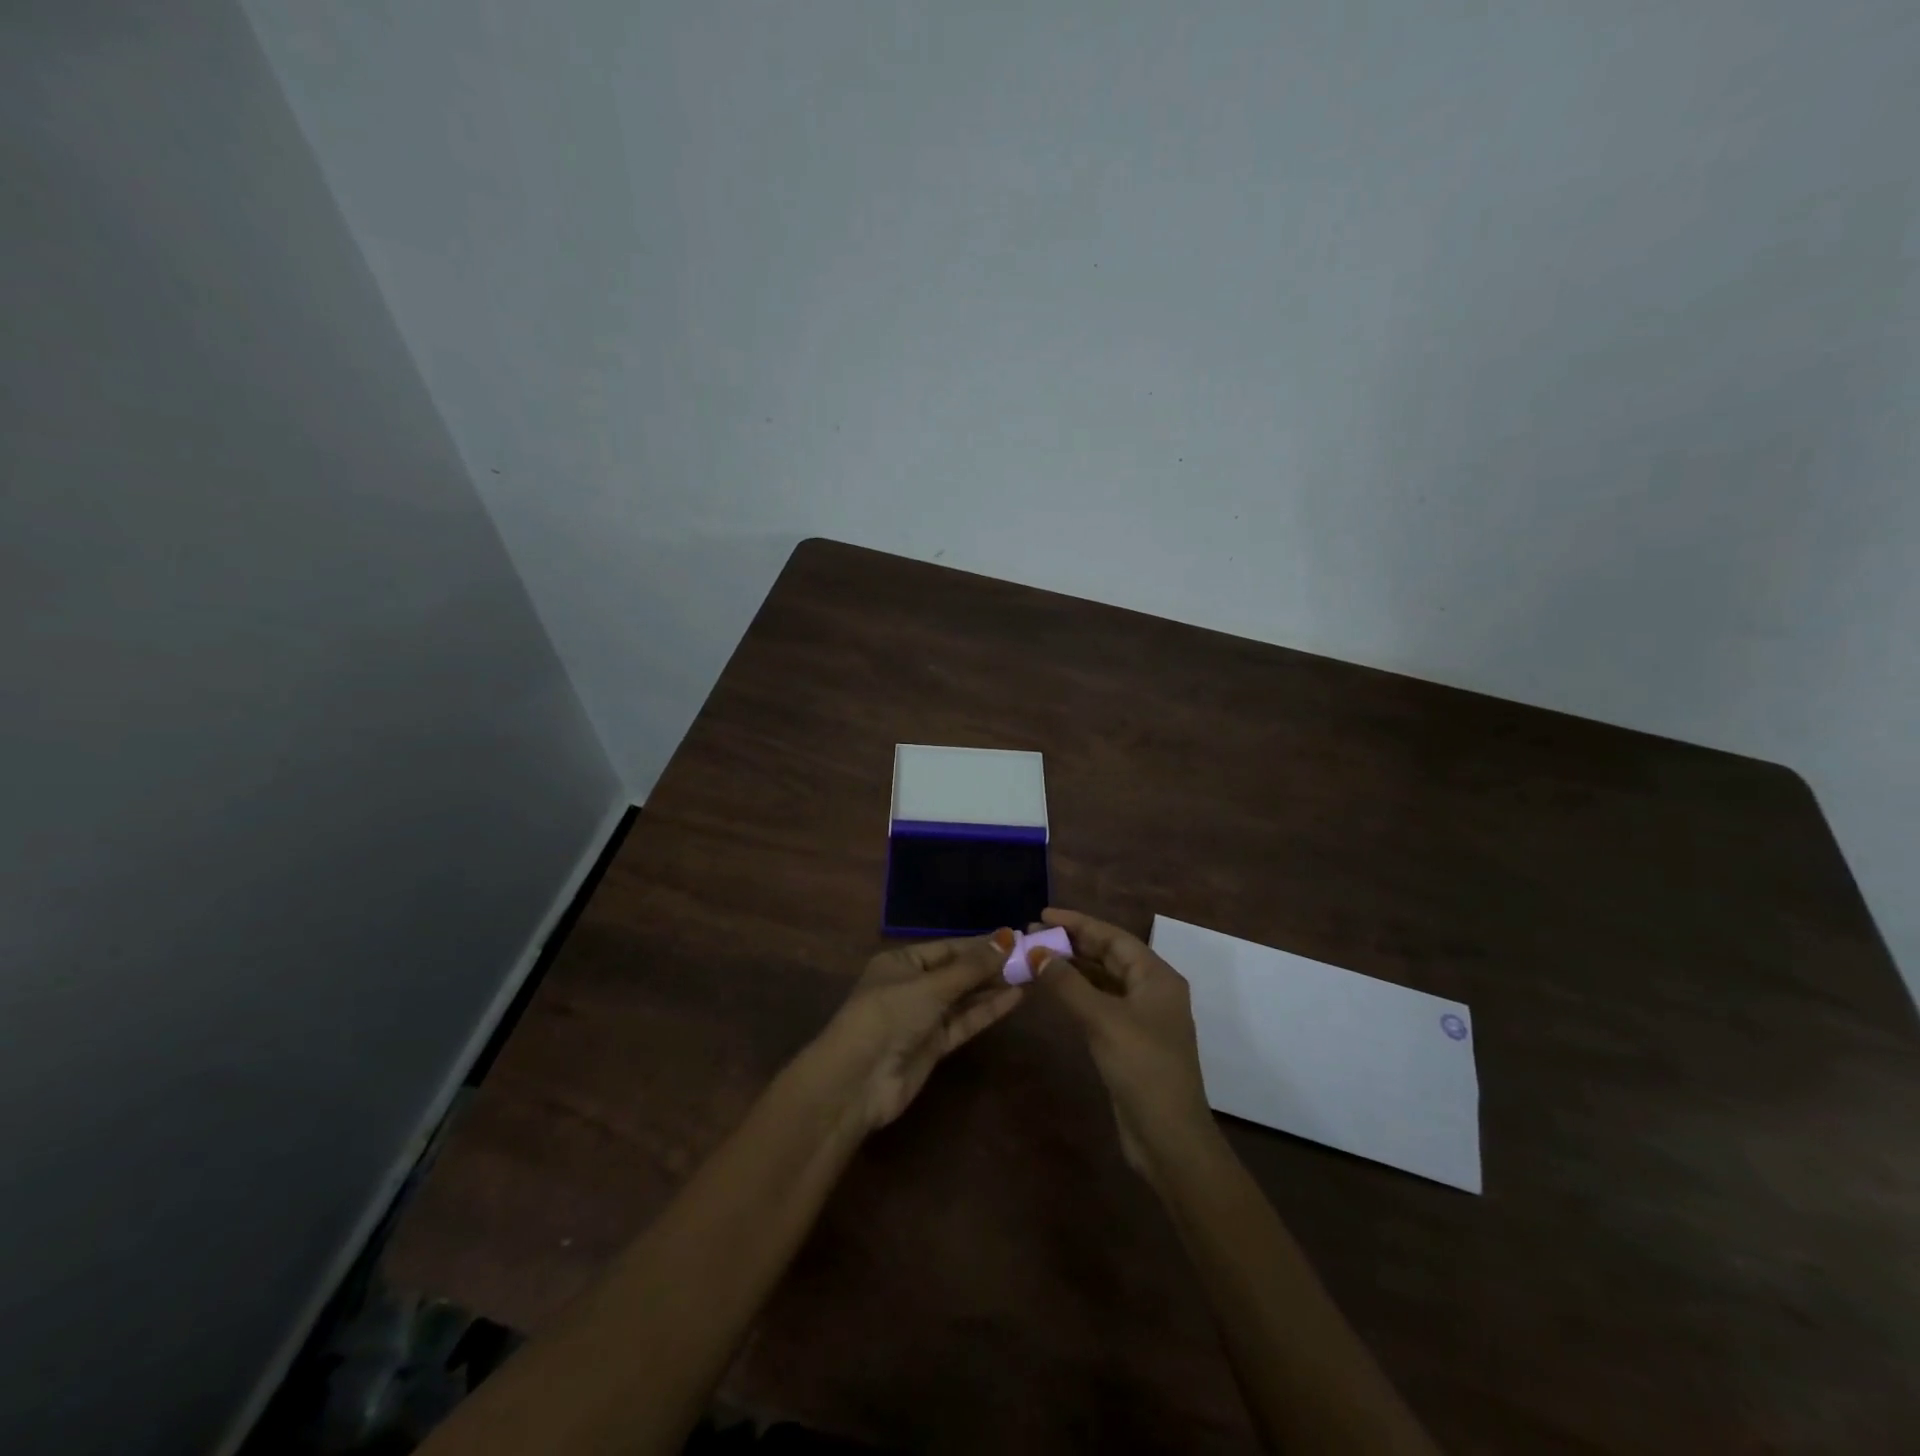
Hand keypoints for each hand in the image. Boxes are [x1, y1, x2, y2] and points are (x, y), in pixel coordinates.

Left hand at [816, 929, 1025, 1133]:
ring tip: (1029, 974)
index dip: (980, 944)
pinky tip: (1014, 998)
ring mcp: (922, 1017)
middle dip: (990, 966)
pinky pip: (964, 1022)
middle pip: (957, 972)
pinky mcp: (933, 1045)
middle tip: (1029, 957)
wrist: (857, 1081)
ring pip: (963, 998)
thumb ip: (971, 967)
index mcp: (901, 962)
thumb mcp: (930, 986)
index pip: (947, 948)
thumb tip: (1007, 938)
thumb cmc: (888, 1015)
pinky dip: (986, 1011)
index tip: (1014, 938)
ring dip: (992, 988)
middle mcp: (912, 986)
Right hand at [1026, 908, 1215, 1182]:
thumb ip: (1068, 984)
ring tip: (1036, 957)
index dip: (1078, 923)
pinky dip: (1077, 993)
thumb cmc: (1142, 1068)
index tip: (1043, 915)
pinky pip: (1100, 1003)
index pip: (1113, 937)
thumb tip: (1036, 952)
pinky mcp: (1129, 1040)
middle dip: (1072, 944)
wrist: (1168, 1137)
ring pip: (1103, 980)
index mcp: (1157, 977)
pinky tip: (1053, 990)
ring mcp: (1142, 1017)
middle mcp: (1152, 990)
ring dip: (1072, 968)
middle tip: (1032, 936)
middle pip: (1108, 956)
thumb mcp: (1103, 1020)